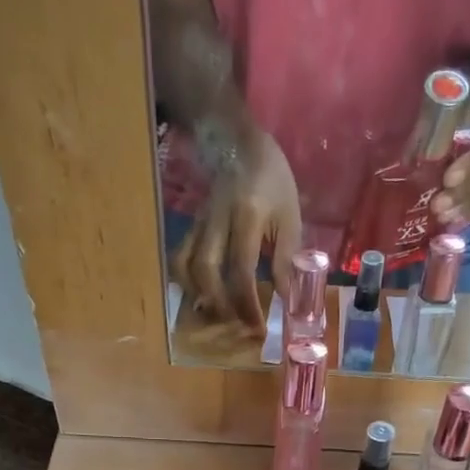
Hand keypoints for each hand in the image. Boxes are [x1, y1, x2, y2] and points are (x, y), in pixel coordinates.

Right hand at [171, 124, 301, 332]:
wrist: (238, 141)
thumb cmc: (272, 179)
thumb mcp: (289, 216)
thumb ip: (287, 258)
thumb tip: (287, 300)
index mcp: (247, 215)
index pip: (242, 269)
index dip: (249, 304)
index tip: (258, 328)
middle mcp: (217, 220)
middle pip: (207, 271)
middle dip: (222, 306)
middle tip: (238, 327)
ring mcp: (200, 223)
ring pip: (187, 265)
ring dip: (200, 297)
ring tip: (217, 317)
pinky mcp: (192, 226)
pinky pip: (181, 258)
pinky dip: (187, 283)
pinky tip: (201, 299)